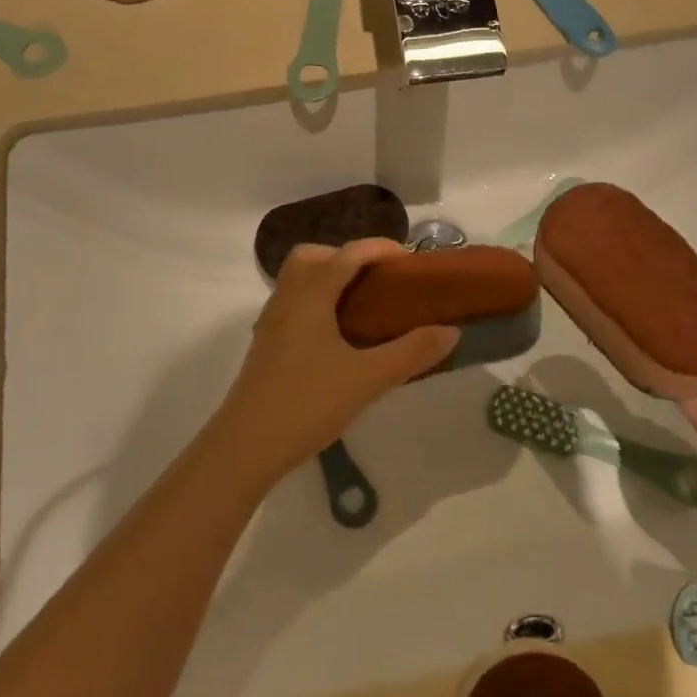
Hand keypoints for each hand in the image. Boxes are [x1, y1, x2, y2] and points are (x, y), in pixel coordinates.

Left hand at [210, 238, 458, 489]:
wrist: (245, 447)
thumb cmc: (307, 403)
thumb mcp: (367, 379)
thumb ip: (411, 353)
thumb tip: (451, 331)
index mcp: (311, 295)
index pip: (347, 254)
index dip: (379, 249)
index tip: (409, 260)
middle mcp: (287, 298)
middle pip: (313, 256)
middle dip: (347, 257)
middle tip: (379, 280)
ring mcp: (272, 322)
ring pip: (299, 280)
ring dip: (330, 279)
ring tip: (364, 306)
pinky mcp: (267, 345)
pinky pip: (294, 304)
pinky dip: (318, 302)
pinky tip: (338, 336)